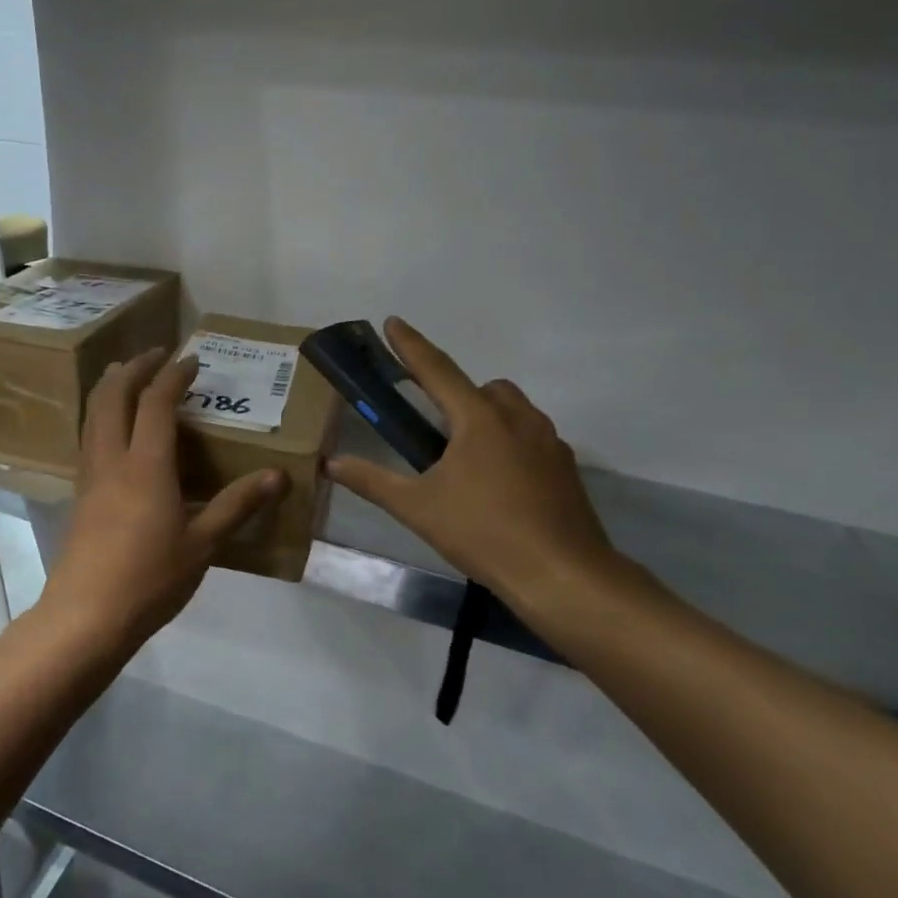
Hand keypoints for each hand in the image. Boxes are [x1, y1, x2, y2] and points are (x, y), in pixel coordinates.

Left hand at [38, 349, 287, 652]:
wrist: (86, 616)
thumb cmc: (150, 579)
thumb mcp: (203, 544)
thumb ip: (237, 506)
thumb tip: (277, 476)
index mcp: (146, 465)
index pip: (157, 402)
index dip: (174, 375)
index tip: (192, 361)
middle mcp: (112, 459)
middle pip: (113, 396)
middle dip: (133, 368)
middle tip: (154, 354)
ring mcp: (90, 476)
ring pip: (93, 415)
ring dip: (109, 387)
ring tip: (125, 376)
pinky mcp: (79, 495)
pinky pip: (88, 438)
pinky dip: (101, 416)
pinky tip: (112, 431)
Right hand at [327, 318, 627, 623]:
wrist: (562, 575)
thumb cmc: (483, 533)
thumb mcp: (418, 508)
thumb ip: (372, 481)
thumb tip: (332, 464)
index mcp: (479, 419)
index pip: (437, 370)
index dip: (411, 346)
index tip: (393, 322)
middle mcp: (518, 419)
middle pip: (484, 388)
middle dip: (458, 394)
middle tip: (434, 426)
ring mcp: (549, 442)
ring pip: (513, 411)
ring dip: (487, 418)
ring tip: (464, 459)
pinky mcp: (565, 468)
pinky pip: (532, 438)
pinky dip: (511, 445)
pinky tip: (498, 484)